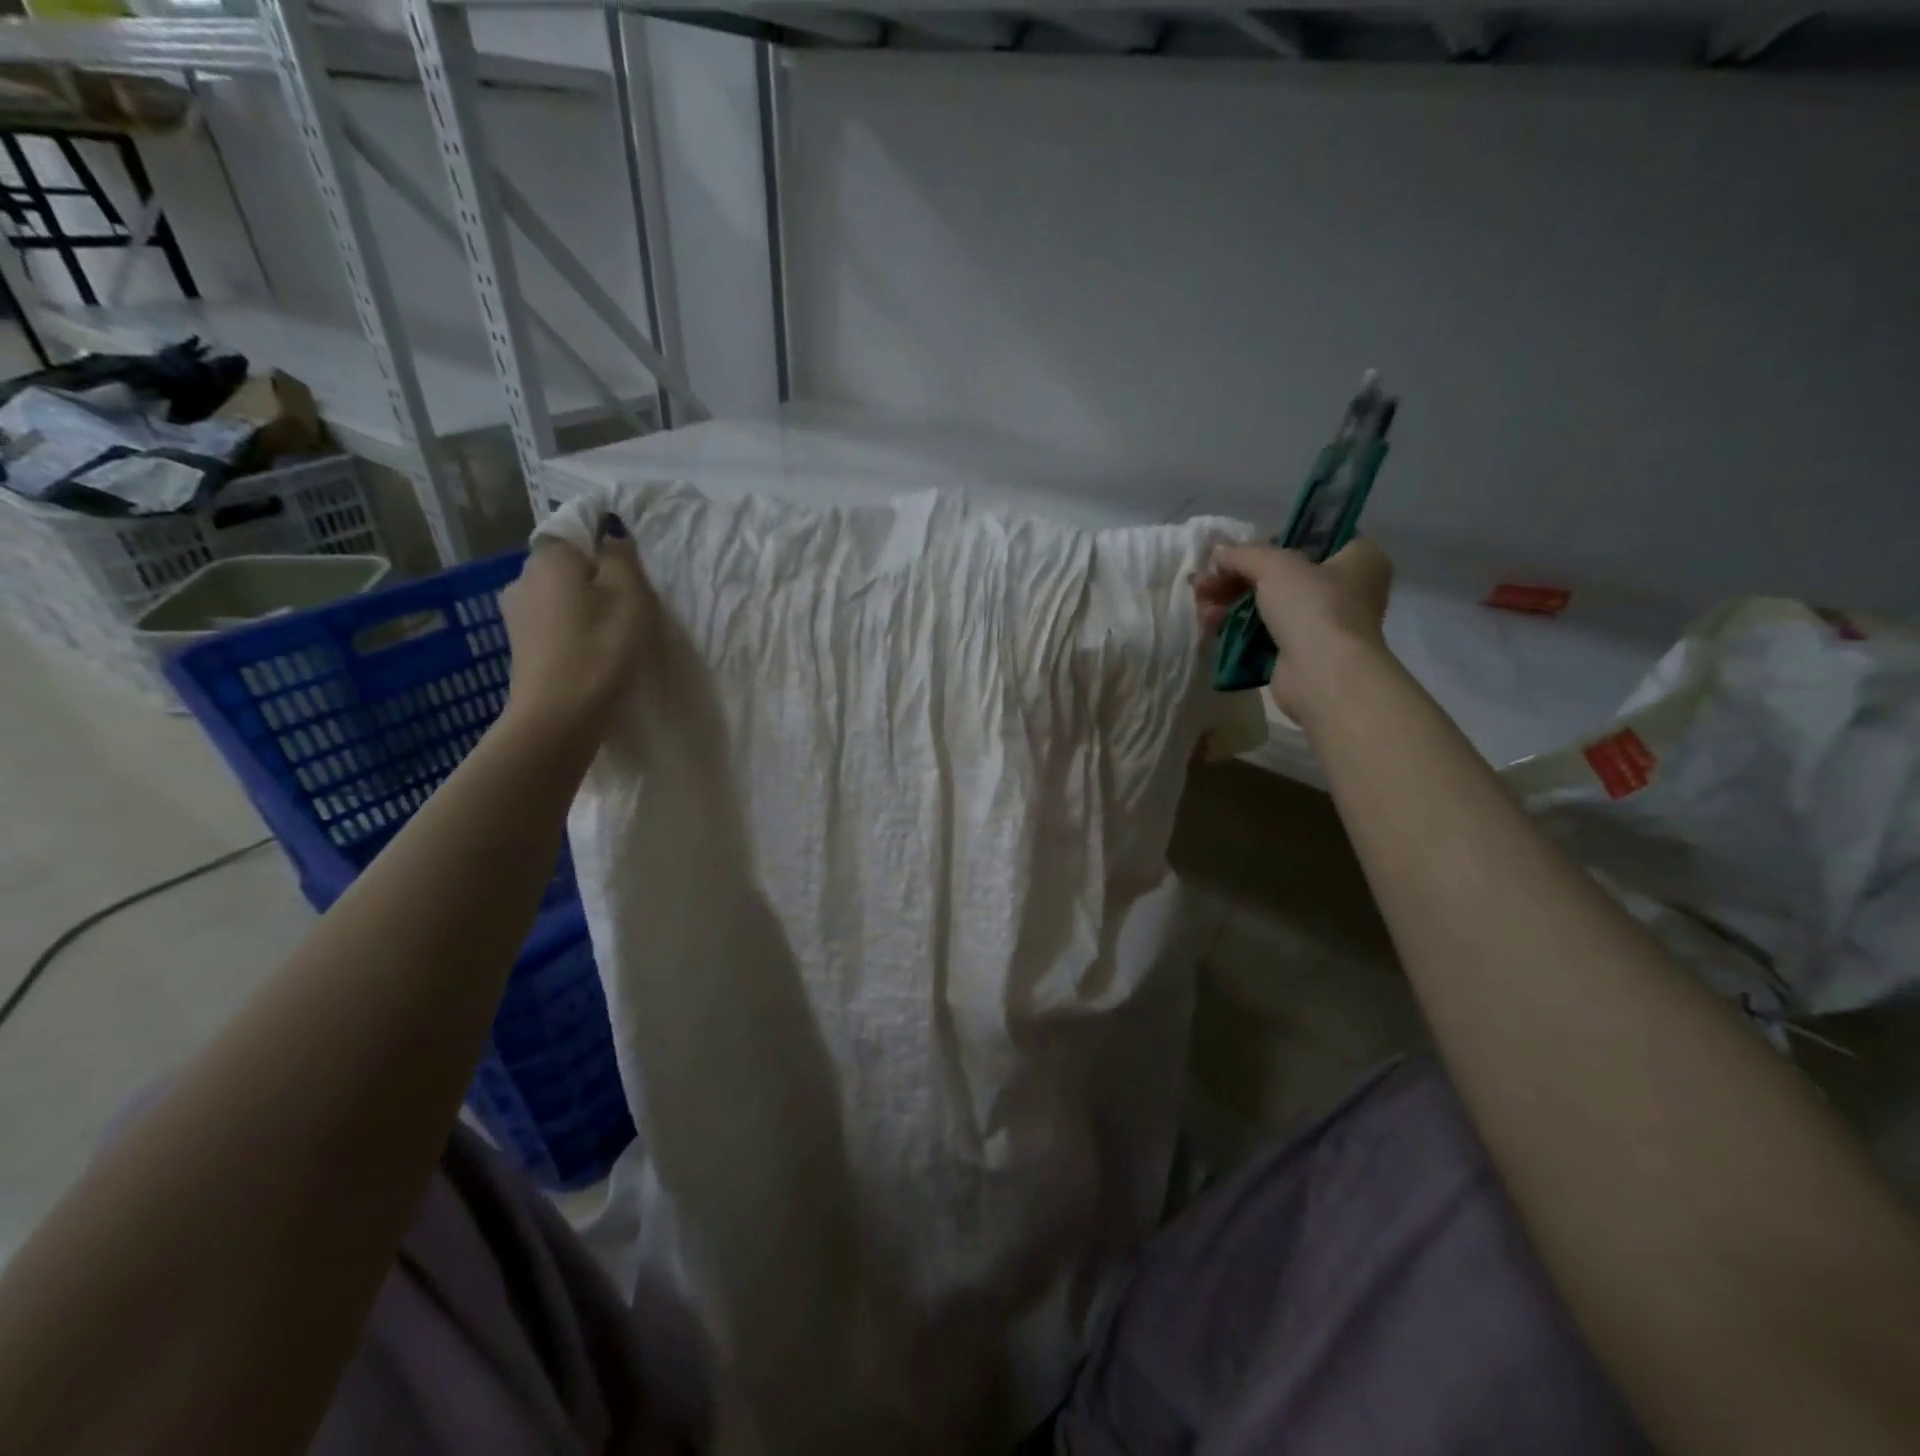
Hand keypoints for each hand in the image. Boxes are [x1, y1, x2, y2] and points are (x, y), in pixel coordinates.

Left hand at [499, 514, 654, 748]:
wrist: (559, 715)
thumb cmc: (600, 649)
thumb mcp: (629, 595)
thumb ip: (621, 557)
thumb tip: (611, 533)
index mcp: (550, 557)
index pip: (577, 532)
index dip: (604, 548)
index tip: (630, 574)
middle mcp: (523, 576)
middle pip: (567, 566)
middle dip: (594, 579)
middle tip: (627, 606)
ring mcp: (515, 613)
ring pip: (558, 596)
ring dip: (581, 607)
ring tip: (610, 633)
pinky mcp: (519, 645)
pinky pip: (551, 623)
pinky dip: (570, 630)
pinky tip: (589, 651)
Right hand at [1194, 537, 1393, 718]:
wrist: (1322, 675)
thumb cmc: (1312, 606)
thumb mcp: (1275, 566)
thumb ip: (1243, 553)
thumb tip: (1217, 549)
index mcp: (1358, 558)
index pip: (1312, 539)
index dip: (1272, 541)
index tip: (1238, 551)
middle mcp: (1346, 589)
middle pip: (1281, 575)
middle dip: (1236, 578)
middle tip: (1203, 581)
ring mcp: (1322, 624)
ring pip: (1267, 604)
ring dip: (1229, 602)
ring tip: (1200, 604)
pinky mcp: (1299, 652)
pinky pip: (1262, 632)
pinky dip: (1237, 627)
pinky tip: (1209, 624)